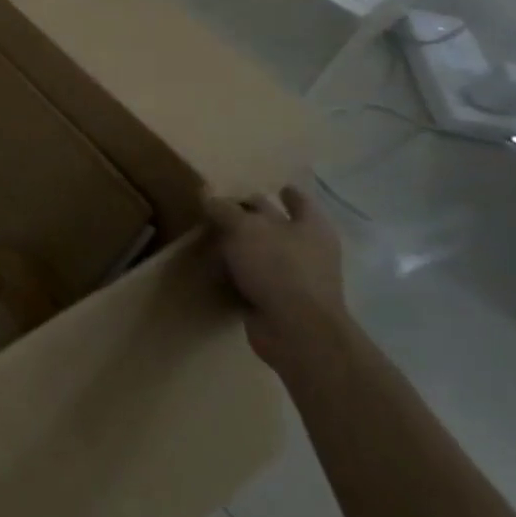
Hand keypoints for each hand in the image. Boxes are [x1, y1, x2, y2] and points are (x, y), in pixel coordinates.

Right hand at [207, 185, 350, 376]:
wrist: (296, 330)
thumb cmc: (277, 267)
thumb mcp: (242, 228)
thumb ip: (223, 209)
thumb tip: (206, 193)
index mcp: (309, 226)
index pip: (298, 200)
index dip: (286, 193)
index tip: (274, 186)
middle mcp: (307, 249)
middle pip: (277, 225)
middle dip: (254, 217)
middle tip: (223, 207)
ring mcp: (296, 278)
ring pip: (263, 253)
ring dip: (241, 247)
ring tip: (211, 236)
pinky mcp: (279, 301)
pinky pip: (253, 279)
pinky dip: (236, 274)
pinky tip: (214, 267)